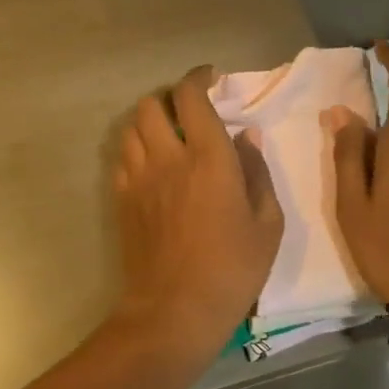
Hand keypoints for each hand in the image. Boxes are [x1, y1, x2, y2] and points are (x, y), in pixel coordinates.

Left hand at [110, 67, 283, 358]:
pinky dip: (136, 149)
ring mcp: (138, 179)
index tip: (211, 78)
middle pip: (151, 105)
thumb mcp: (267, 224)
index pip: (191, 97)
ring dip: (150, 121)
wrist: (174, 310)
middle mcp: (167, 158)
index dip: (198, 78)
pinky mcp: (122, 201)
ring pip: (131, 128)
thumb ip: (258, 173)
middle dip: (170, 98)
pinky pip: (122, 158)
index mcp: (208, 158)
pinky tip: (153, 166)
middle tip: (190, 110)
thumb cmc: (232, 270)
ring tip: (169, 135)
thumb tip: (248, 137)